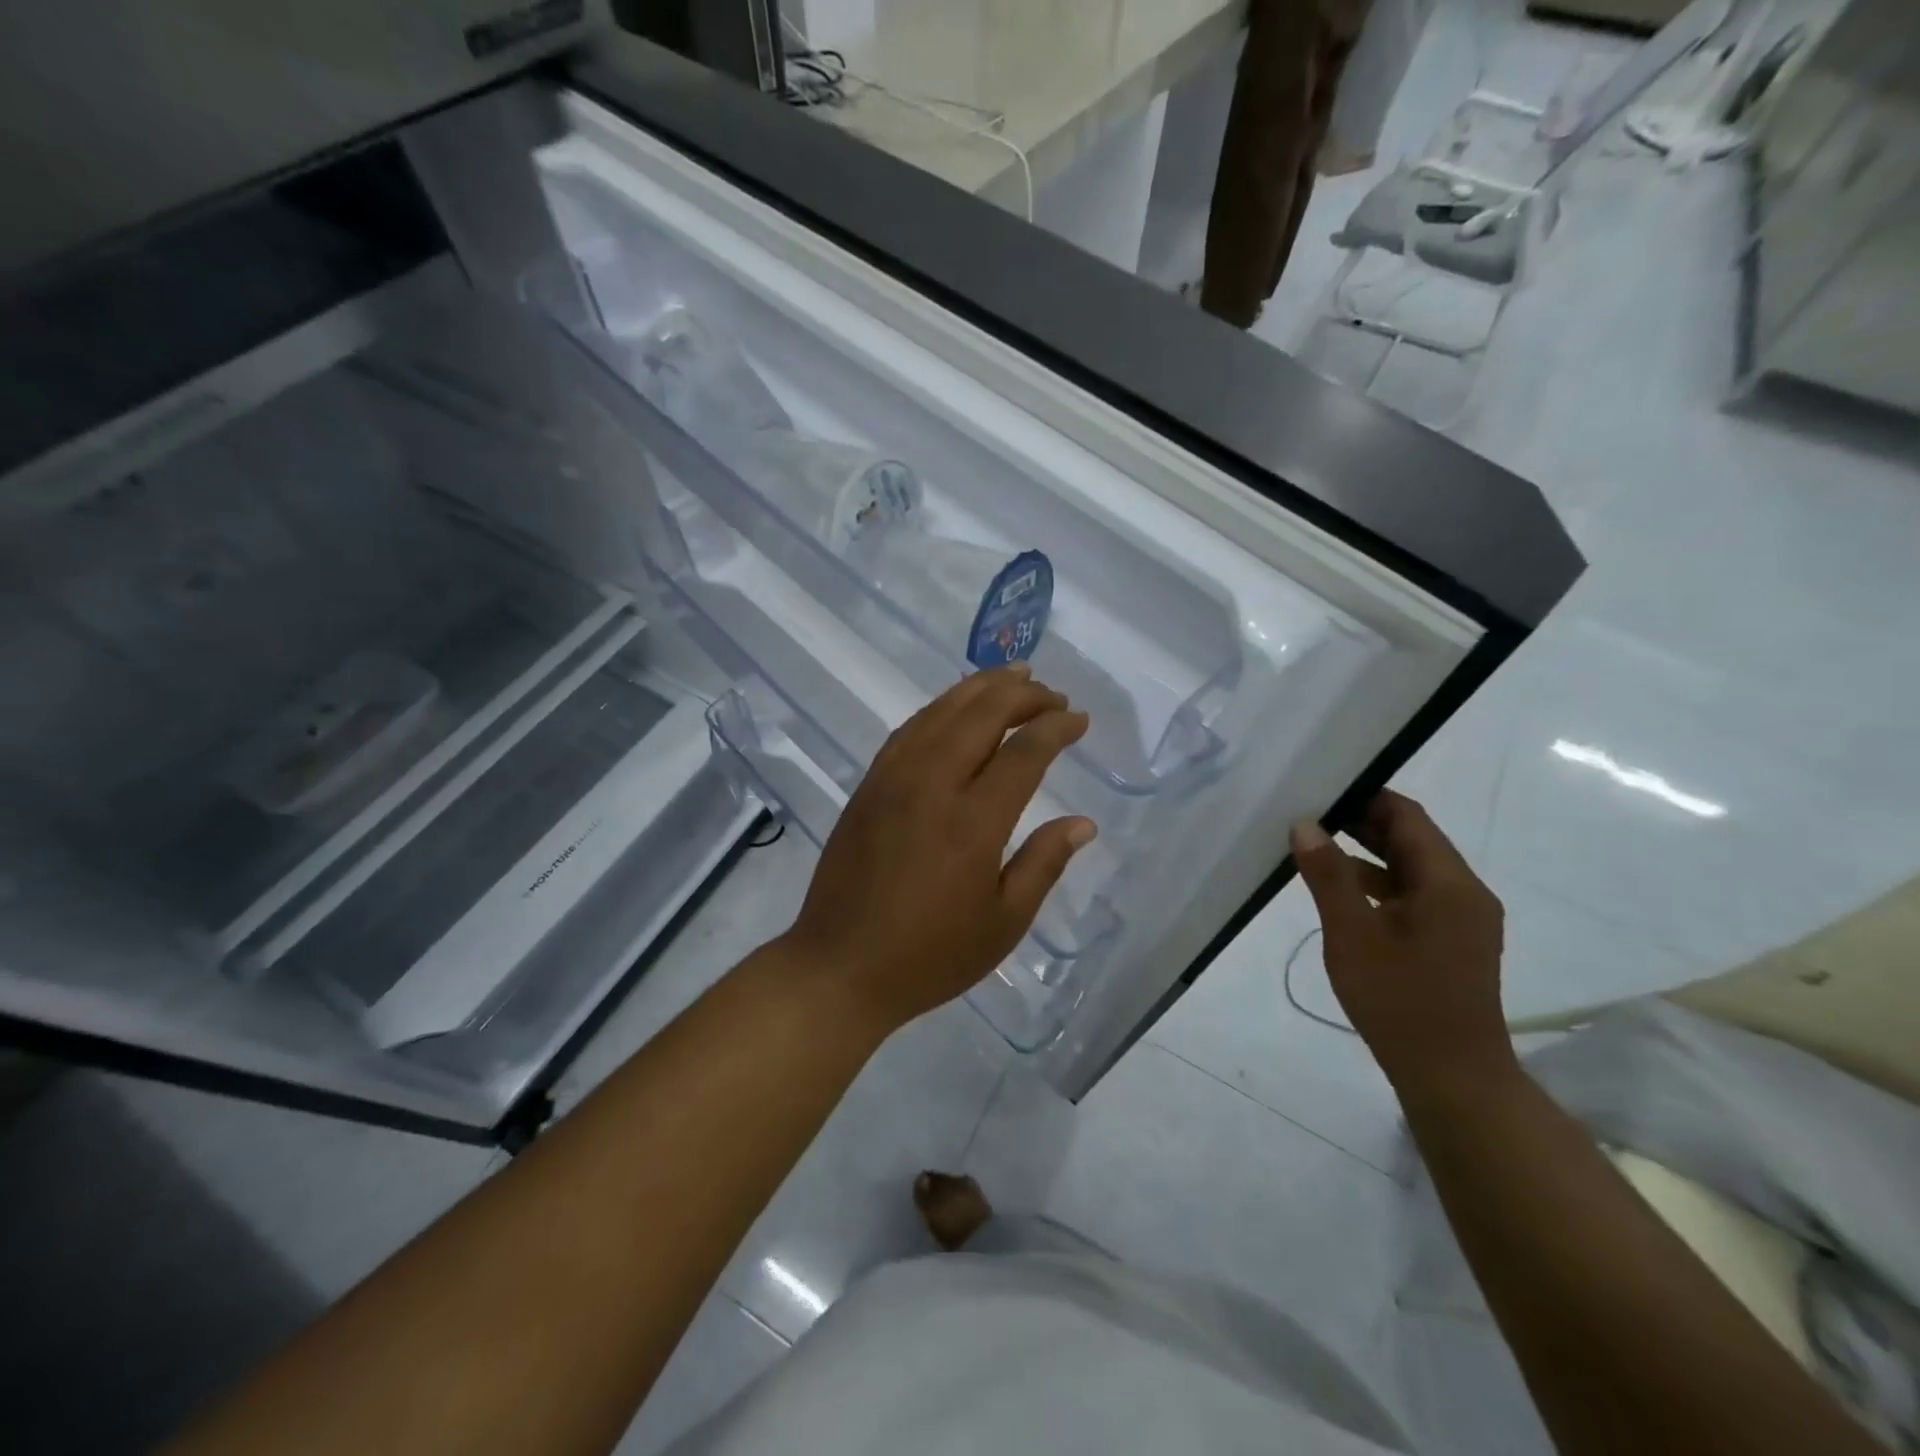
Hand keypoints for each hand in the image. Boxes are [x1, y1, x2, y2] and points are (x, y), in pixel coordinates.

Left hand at [780, 665, 1096, 1035]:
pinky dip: (940, 708)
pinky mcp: (869, 785)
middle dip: (1023, 695)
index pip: (1024, 753)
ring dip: (981, 688)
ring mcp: (893, 780)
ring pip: (942, 711)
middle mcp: (932, 785)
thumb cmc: (929, 955)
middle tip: (1053, 695)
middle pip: (982, 715)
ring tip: (1013, 677)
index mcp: (973, 822)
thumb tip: (1083, 824)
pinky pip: (909, 729)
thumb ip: (1044, 864)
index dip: (1056, 727)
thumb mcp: (1003, 923)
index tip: (1078, 719)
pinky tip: (956, 708)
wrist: (840, 966)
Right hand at [1289, 791, 1510, 1089]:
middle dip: (1362, 821)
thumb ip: (1328, 875)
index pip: (1407, 817)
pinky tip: (1340, 890)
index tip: (1320, 787)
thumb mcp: (1352, 934)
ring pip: (1411, 867)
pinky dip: (1378, 883)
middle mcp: (1465, 892)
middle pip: (1412, 839)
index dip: (1365, 796)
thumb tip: (1304, 824)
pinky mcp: (1452, 940)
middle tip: (1308, 811)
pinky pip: (1413, 893)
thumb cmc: (1400, 1000)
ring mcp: (1462, 918)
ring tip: (1314, 844)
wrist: (1452, 1077)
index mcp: (1450, 883)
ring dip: (1367, 852)